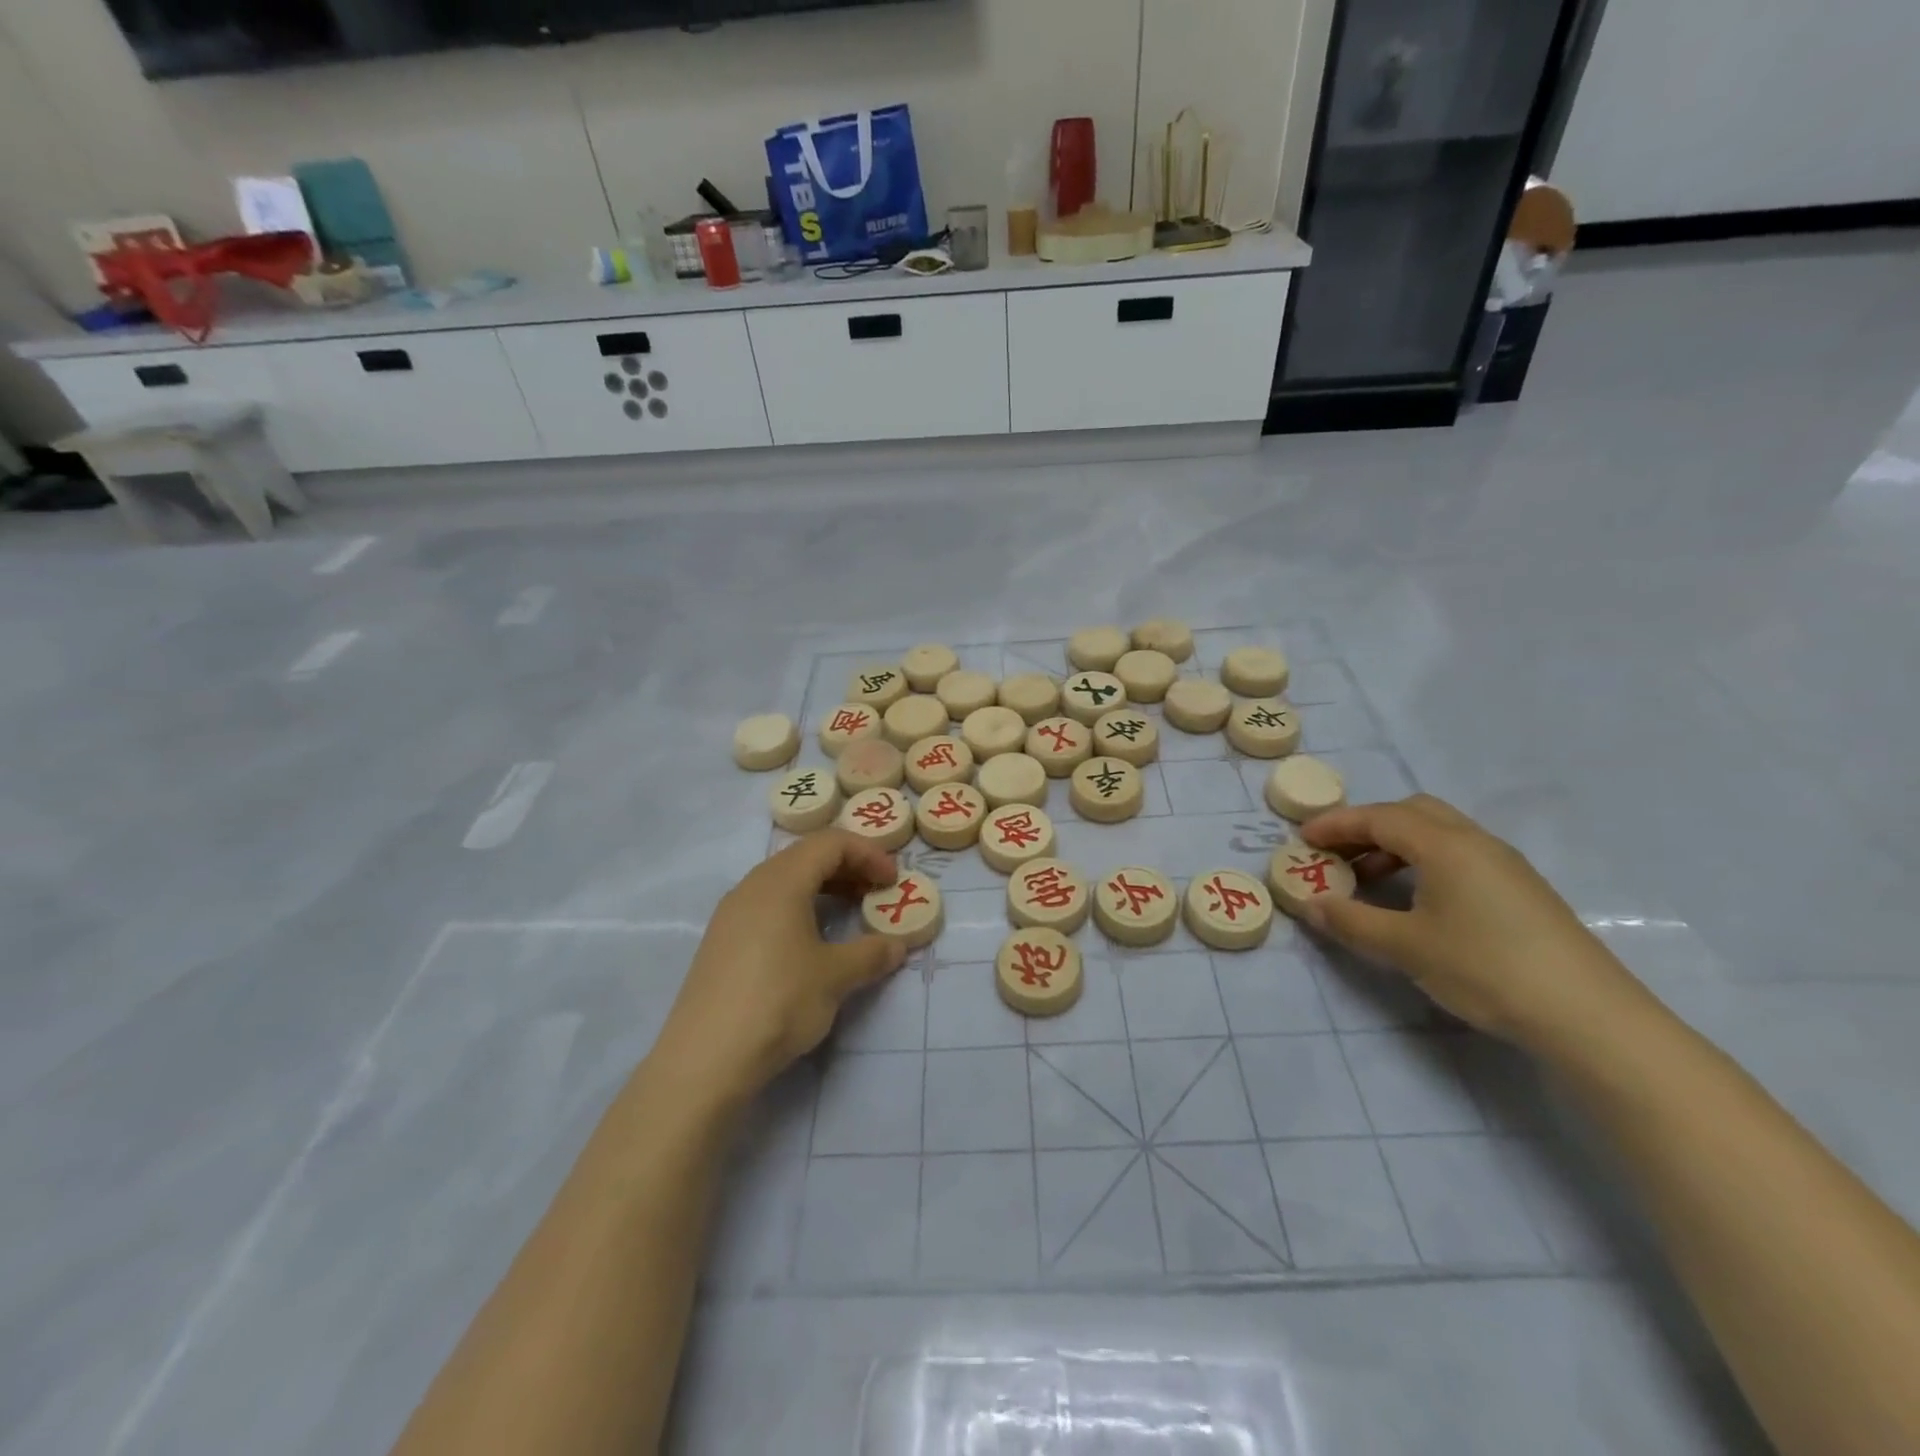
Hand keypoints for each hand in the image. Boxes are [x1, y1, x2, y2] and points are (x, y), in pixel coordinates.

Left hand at [654, 830, 906, 1104]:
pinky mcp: (721, 941)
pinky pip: (767, 906)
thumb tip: (898, 945)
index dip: (868, 853)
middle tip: (876, 893)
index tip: (893, 881)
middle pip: (805, 856)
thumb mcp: (835, 977)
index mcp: (781, 881)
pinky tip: (810, 942)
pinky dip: (798, 908)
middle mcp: (752, 886)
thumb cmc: (778, 1002)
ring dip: (822, 888)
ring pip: (784, 881)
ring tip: (849, 914)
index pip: (830, 843)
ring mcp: (731, 914)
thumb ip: (871, 954)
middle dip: (847, 868)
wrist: (704, 1060)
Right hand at [1299, 795, 1645, 1048]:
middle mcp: (1475, 842)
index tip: (1301, 839)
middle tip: (1336, 853)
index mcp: (1444, 845)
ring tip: (1368, 879)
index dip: (1336, 824)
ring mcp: (1504, 864)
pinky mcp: (1521, 890)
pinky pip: (1459, 854)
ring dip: (1395, 845)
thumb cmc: (1485, 968)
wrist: (1588, 1016)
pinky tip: (1416, 899)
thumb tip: (1310, 905)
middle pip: (1411, 812)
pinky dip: (1423, 861)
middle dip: (1367, 826)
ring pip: (1438, 833)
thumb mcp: (1405, 947)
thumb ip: (1351, 922)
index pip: (1378, 818)